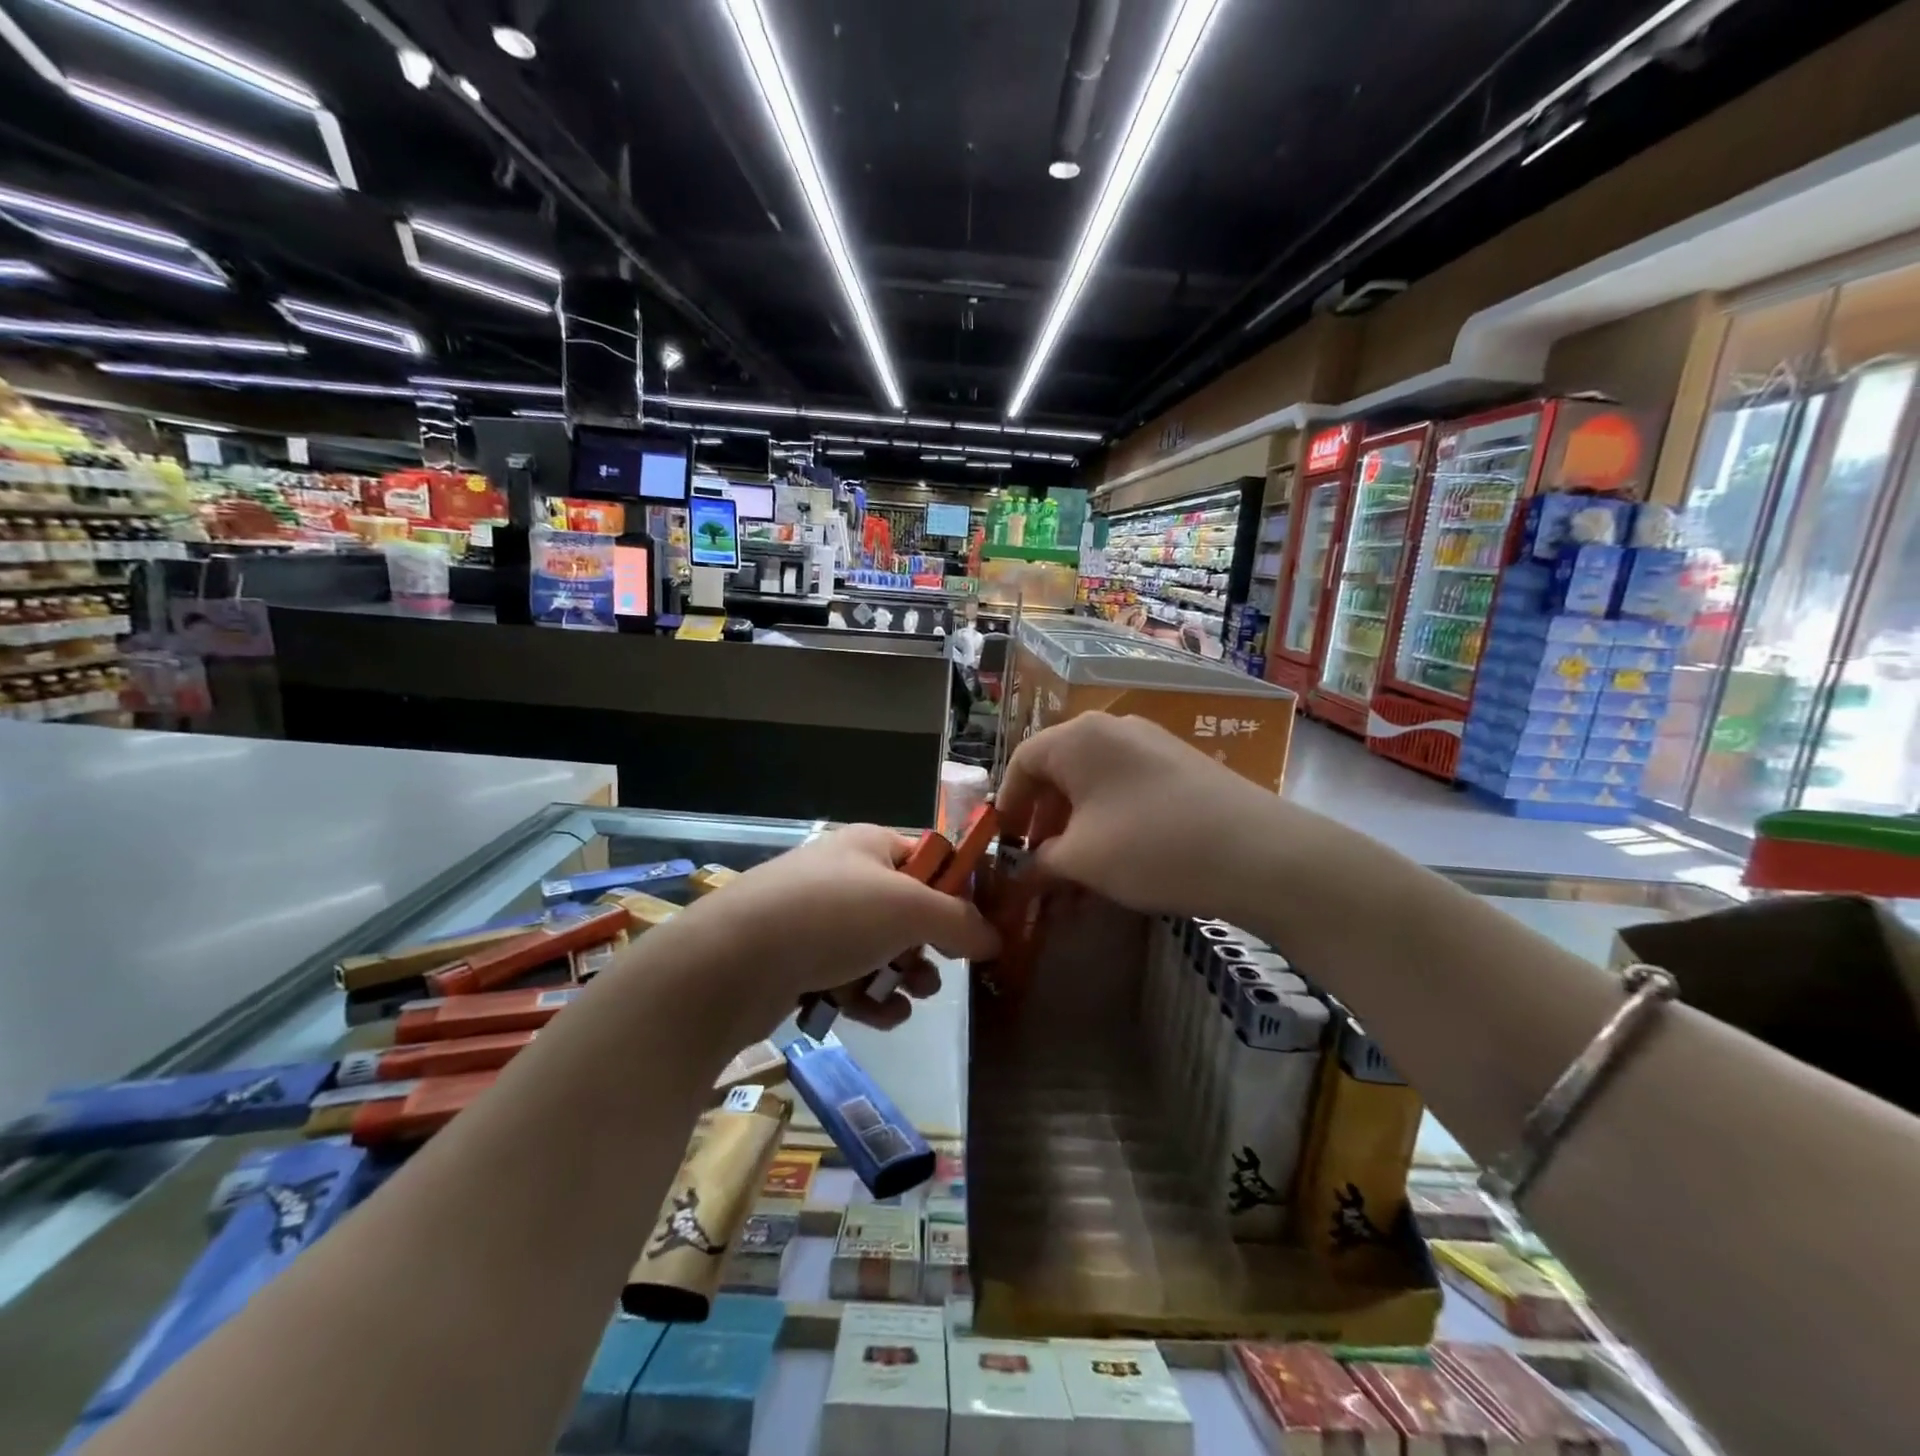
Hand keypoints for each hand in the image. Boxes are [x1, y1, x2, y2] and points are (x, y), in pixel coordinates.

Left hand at [680, 824, 999, 1035]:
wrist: (731, 962)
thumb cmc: (831, 917)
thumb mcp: (909, 909)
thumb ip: (960, 921)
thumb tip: (996, 937)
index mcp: (871, 845)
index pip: (931, 857)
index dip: (960, 889)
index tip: (983, 926)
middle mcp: (845, 876)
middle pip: (907, 908)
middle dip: (930, 943)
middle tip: (941, 971)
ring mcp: (817, 920)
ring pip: (880, 948)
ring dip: (904, 975)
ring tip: (914, 997)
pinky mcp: (798, 961)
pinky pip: (849, 977)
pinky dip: (869, 997)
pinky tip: (882, 1017)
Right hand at [997, 713, 1277, 917]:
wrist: (1257, 852)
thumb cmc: (1149, 846)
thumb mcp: (1081, 860)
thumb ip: (1039, 862)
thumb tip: (1025, 871)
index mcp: (1078, 738)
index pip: (1022, 761)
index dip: (1007, 804)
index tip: (1004, 844)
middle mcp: (1113, 729)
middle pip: (1060, 771)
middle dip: (1043, 820)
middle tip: (1039, 863)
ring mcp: (1153, 745)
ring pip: (1095, 784)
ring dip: (1077, 827)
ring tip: (1077, 873)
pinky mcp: (1183, 767)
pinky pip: (1128, 789)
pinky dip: (1110, 822)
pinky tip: (1119, 861)